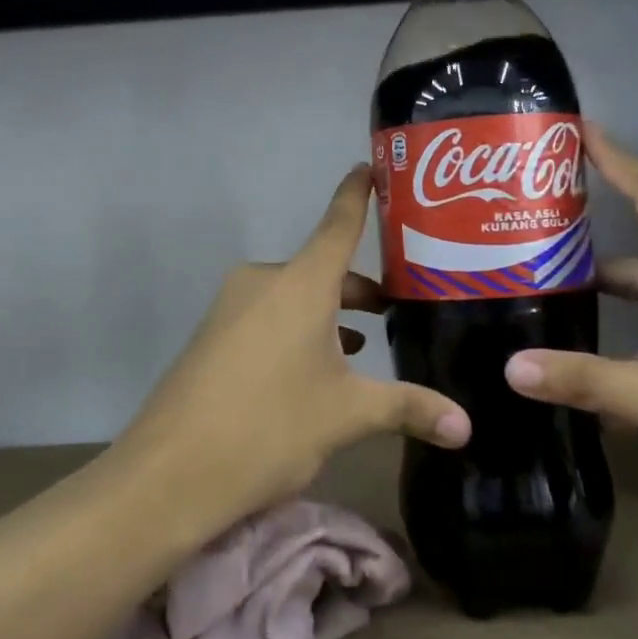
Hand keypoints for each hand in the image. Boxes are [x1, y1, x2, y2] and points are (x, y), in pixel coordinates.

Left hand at [115, 165, 469, 538]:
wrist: (170, 473)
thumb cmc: (269, 427)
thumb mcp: (346, 415)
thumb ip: (408, 409)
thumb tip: (468, 425)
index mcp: (299, 283)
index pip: (338, 222)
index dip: (358, 193)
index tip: (371, 165)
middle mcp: (264, 282)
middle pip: (323, 269)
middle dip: (361, 289)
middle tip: (403, 310)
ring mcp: (232, 308)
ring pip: (295, 297)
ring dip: (330, 314)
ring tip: (367, 345)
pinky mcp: (214, 336)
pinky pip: (268, 317)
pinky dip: (299, 330)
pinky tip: (317, 370)